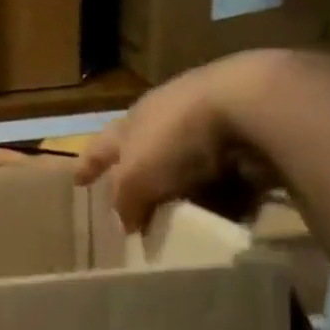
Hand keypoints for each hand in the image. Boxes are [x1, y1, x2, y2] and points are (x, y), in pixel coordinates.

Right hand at [76, 52, 287, 232]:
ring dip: (185, 188)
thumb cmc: (176, 138)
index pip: (100, 146)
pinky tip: (227, 215)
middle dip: (141, 176)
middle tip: (137, 205)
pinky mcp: (247, 135)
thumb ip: (127, 204)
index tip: (77, 182)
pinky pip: (228, 174)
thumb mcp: (136, 179)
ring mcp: (209, 124)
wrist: (252, 103)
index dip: (88, 165)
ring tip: (185, 220)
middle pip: (145, 151)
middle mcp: (167, 118)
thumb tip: (129, 225)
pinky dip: (225, 194)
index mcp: (132, 122)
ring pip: (187, 163)